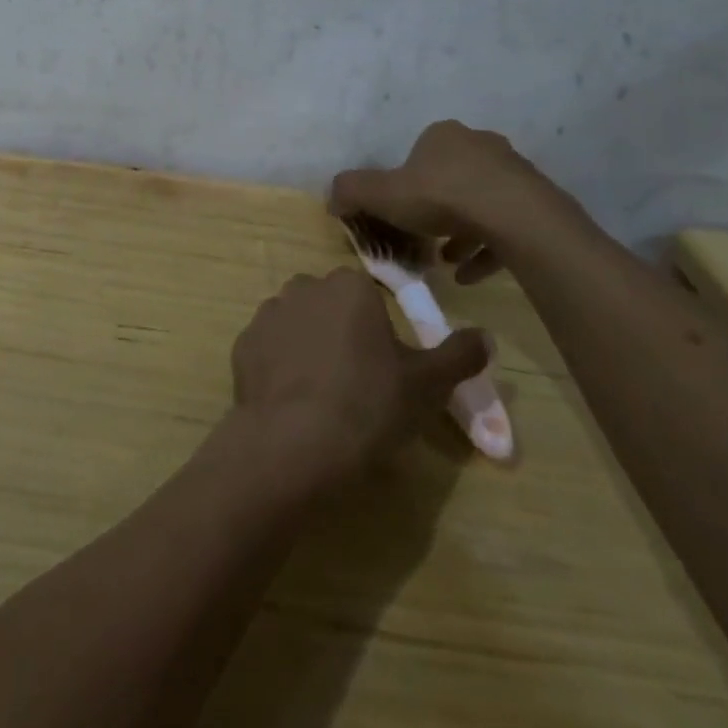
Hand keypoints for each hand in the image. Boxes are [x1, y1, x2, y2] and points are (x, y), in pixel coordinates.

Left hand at [230, 268, 487, 493]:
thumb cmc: (369, 403)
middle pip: (329, 305)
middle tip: (355, 379)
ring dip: (307, 345)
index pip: (366, 296)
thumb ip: (459, 355)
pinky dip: (279, 366)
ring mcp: (268, 314)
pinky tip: (292, 400)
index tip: (383, 366)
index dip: (377, 329)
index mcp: (348, 286)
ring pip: (296, 323)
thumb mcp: (427, 384)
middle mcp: (304, 288)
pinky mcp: (242, 345)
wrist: (296, 441)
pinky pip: (268, 349)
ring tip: (321, 393)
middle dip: (340, 331)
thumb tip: (485, 336)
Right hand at [330, 120, 579, 281]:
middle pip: (450, 177)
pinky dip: (486, 248)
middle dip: (434, 208)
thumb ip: (352, 191)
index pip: (418, 154)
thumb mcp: (382, 194)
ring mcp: (512, 172)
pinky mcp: (536, 202)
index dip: (404, 184)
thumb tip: (332, 198)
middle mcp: (480, 145)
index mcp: (443, 135)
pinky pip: (505, 225)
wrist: (516, 218)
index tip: (398, 212)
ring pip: (479, 202)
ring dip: (460, 231)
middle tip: (421, 237)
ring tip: (444, 260)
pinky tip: (469, 275)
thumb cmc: (442, 197)